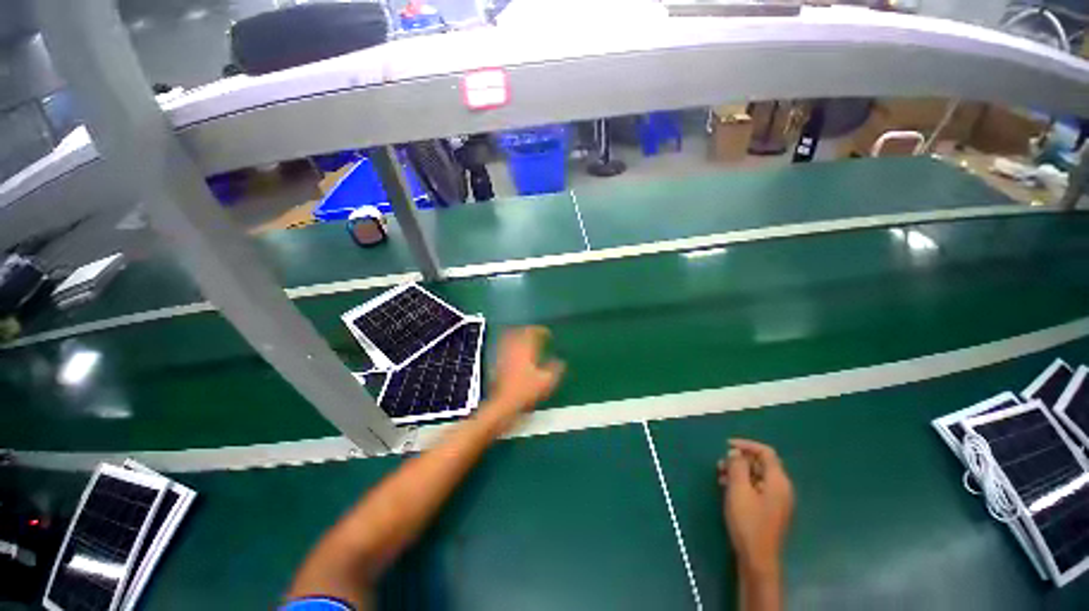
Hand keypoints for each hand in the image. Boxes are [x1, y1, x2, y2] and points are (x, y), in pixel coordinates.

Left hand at [484, 326, 564, 426]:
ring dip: (519, 336)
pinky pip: (505, 347)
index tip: (547, 334)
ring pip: (510, 338)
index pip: (532, 332)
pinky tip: (516, 352)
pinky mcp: (497, 362)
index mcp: (525, 349)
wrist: (503, 403)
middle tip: (536, 334)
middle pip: (519, 332)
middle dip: (529, 331)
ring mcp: (503, 355)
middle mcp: (513, 348)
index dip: (541, 331)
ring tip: (526, 340)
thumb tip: (562, 362)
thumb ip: (555, 368)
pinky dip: (512, 345)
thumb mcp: (546, 381)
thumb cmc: (526, 391)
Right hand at [718, 439, 793, 577]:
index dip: (746, 445)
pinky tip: (727, 489)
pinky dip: (742, 483)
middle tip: (720, 464)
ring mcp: (777, 500)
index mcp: (778, 481)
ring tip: (720, 476)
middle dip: (739, 460)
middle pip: (761, 464)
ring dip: (738, 472)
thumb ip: (737, 467)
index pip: (766, 452)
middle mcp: (781, 488)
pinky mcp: (770, 510)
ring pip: (757, 476)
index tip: (726, 446)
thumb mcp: (738, 490)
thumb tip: (736, 453)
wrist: (757, 558)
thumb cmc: (748, 521)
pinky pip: (756, 488)